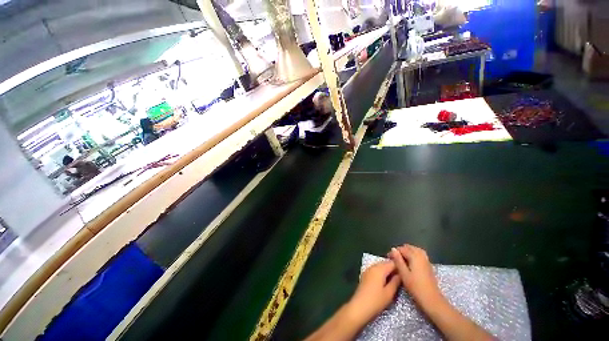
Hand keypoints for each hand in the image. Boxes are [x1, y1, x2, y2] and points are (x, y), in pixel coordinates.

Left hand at [346, 261, 400, 325]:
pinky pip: (376, 273)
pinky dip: (382, 276)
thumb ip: (397, 280)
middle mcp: (372, 267)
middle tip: (403, 278)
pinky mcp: (364, 278)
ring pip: (382, 268)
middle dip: (395, 269)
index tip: (408, 273)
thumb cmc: (375, 302)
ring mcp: (367, 272)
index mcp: (380, 268)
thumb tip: (401, 273)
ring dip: (388, 273)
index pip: (394, 262)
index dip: (402, 267)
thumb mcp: (390, 292)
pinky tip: (386, 284)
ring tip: (396, 281)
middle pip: (387, 264)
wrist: (357, 310)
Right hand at [389, 244, 443, 309]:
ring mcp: (426, 258)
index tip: (387, 258)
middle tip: (393, 259)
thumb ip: (398, 261)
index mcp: (415, 255)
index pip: (403, 249)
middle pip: (410, 248)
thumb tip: (393, 249)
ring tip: (400, 260)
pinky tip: (409, 263)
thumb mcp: (404, 274)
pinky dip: (413, 255)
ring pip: (415, 250)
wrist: (429, 294)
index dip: (394, 252)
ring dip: (408, 252)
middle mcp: (421, 254)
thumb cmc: (414, 286)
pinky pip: (419, 254)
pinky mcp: (428, 263)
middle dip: (401, 251)